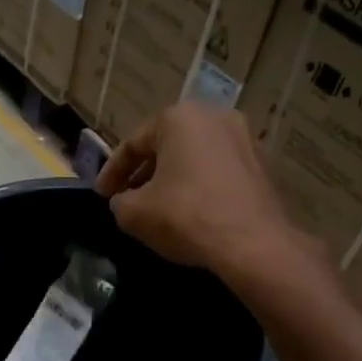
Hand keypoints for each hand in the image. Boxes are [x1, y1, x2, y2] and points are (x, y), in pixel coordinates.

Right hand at [95, 102, 318, 285]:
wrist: (252, 243)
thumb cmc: (185, 216)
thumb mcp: (133, 213)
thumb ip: (120, 202)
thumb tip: (125, 201)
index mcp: (179, 118)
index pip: (133, 143)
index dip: (111, 172)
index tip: (100, 196)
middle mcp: (214, 117)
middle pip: (166, 146)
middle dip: (143, 172)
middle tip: (126, 198)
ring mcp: (244, 139)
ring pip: (193, 157)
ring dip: (171, 178)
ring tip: (156, 206)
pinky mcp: (261, 165)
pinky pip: (216, 172)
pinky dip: (197, 186)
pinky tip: (189, 212)